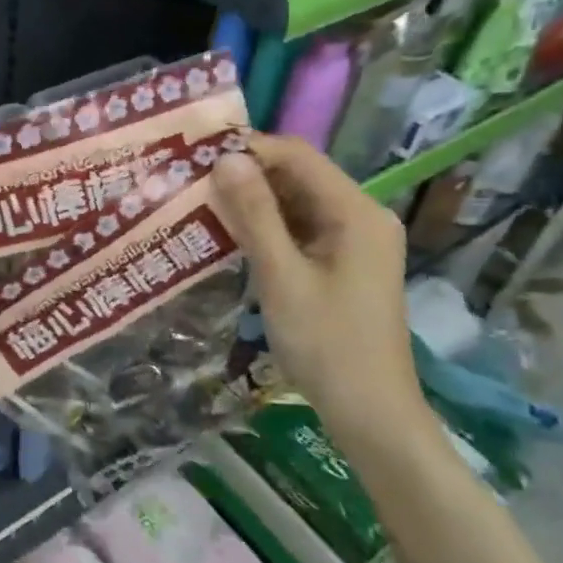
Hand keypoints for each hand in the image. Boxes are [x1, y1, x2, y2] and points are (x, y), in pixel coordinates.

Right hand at [212, 136, 428, 455]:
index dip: (248, 149)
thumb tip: (225, 159)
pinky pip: (300, 228)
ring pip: (296, 202)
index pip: (297, 156)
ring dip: (253, 201)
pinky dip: (267, 227)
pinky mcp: (343, 262)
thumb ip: (253, 215)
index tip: (197, 157)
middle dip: (247, 175)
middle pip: (298, 176)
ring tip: (202, 203)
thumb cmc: (327, 344)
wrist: (370, 413)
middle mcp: (361, 215)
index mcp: (356, 212)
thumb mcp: (281, 276)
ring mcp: (354, 240)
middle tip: (192, 181)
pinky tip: (231, 234)